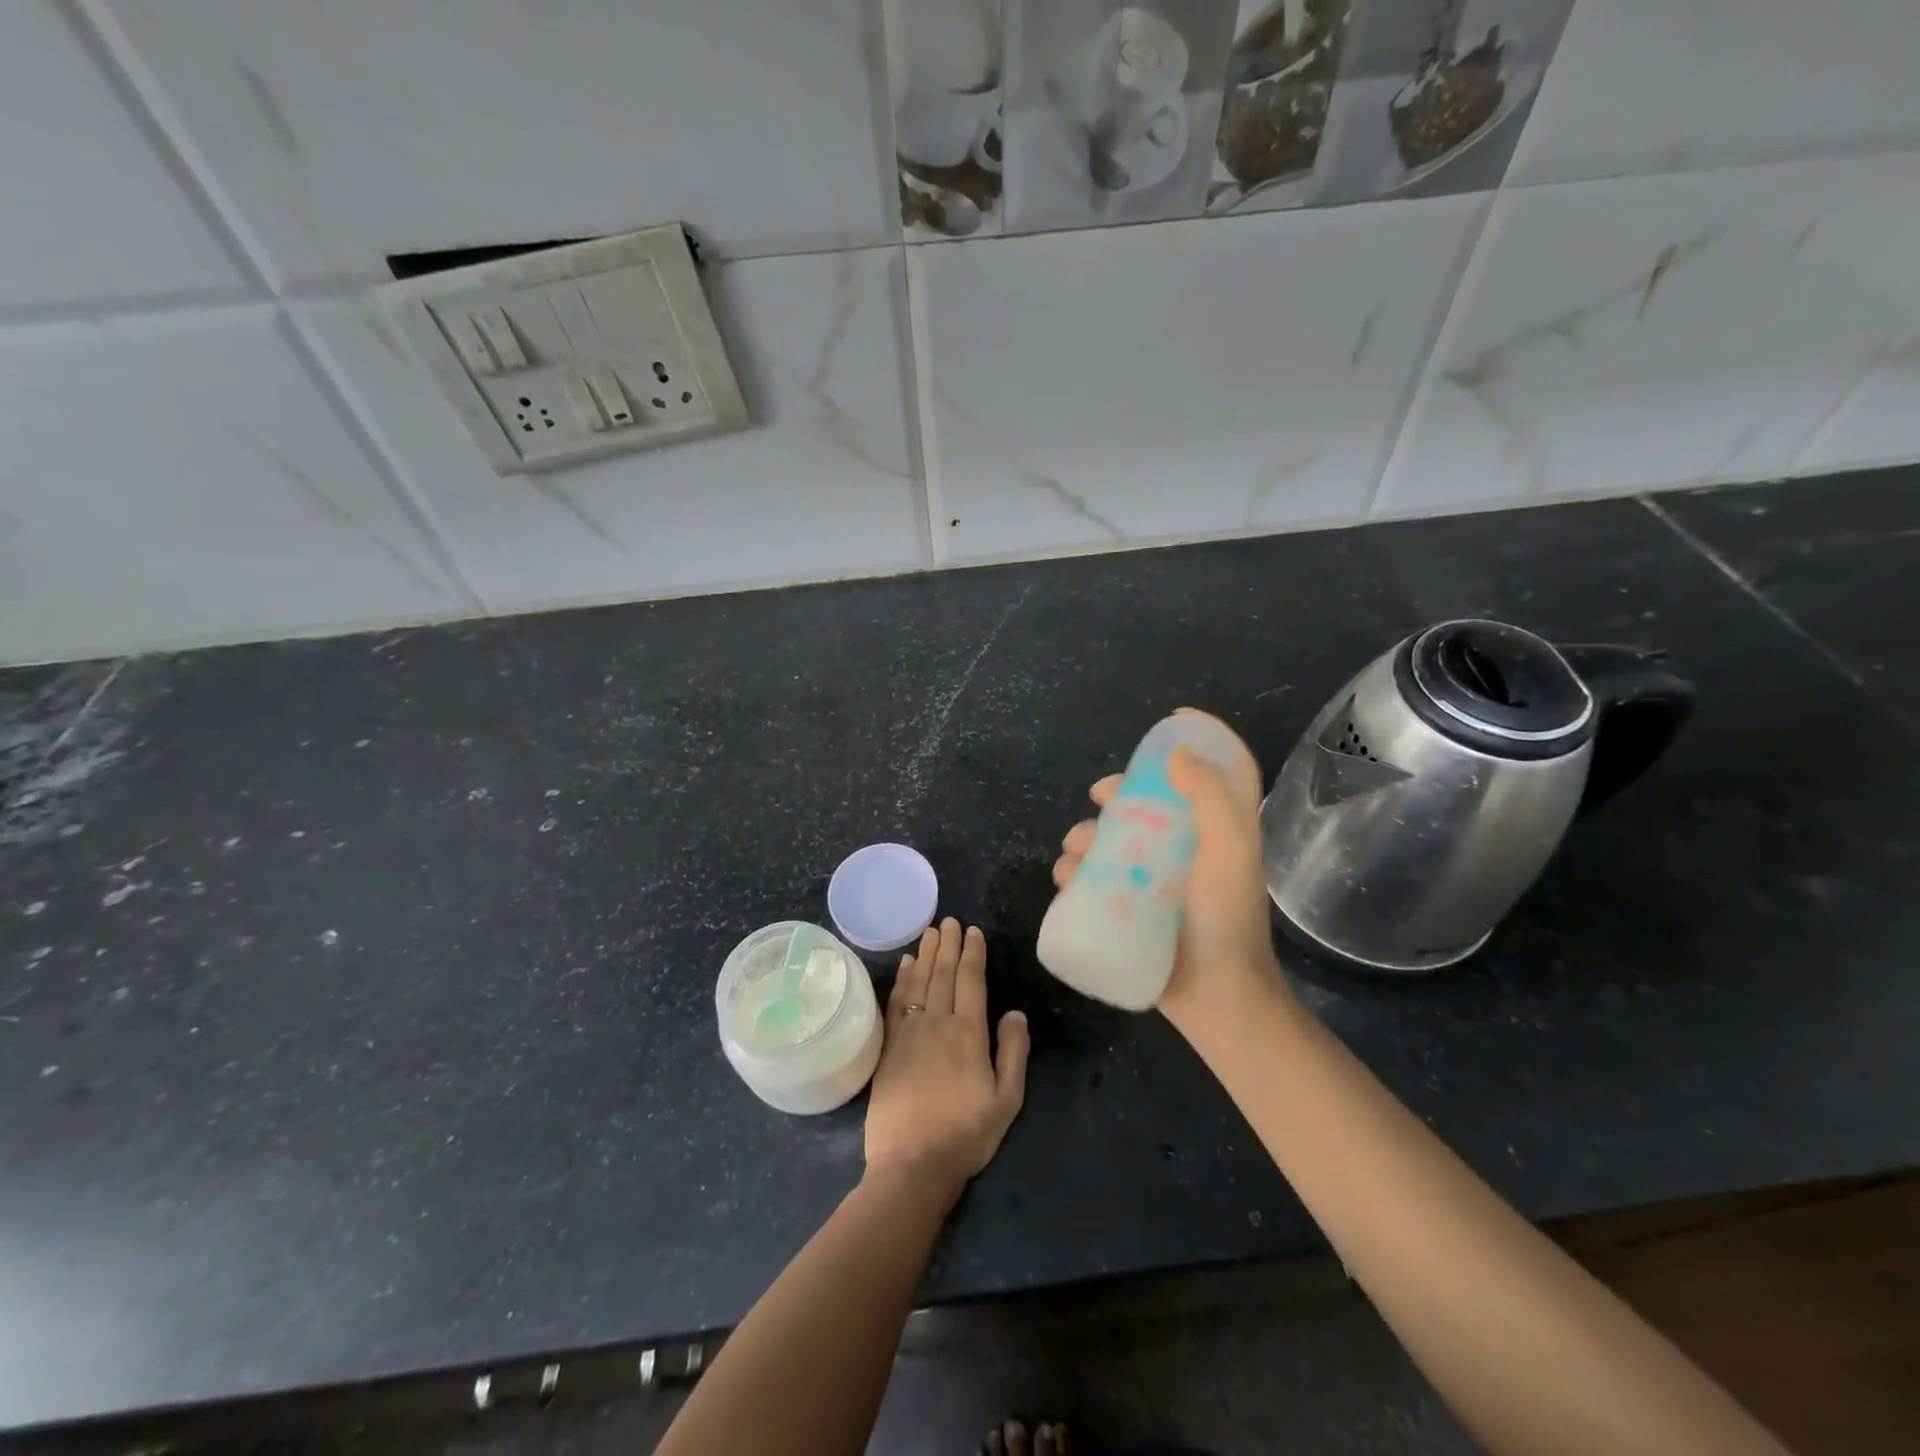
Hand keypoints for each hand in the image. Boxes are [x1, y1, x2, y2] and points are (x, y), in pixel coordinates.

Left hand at [865, 919, 1029, 1197]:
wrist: (911, 1165)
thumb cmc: (966, 1135)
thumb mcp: (1006, 1101)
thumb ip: (1012, 1053)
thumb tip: (1014, 1012)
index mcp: (968, 1034)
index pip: (970, 981)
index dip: (972, 954)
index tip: (973, 932)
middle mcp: (936, 1023)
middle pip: (942, 973)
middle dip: (948, 944)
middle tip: (950, 920)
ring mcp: (908, 1033)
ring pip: (917, 982)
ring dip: (924, 954)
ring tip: (929, 931)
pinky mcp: (888, 1046)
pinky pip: (896, 1002)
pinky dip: (901, 979)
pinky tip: (905, 965)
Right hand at [1051, 711, 1284, 1032]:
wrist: (1214, 997)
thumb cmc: (1225, 920)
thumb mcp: (1229, 852)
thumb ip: (1211, 798)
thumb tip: (1176, 756)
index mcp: (1218, 829)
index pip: (1220, 770)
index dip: (1203, 739)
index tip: (1171, 721)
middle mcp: (1187, 848)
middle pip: (1151, 802)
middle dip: (1120, 792)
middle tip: (1100, 795)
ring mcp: (1155, 879)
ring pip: (1113, 839)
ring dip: (1087, 834)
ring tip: (1075, 849)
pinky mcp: (1129, 907)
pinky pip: (1094, 878)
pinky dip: (1074, 871)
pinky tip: (1067, 878)